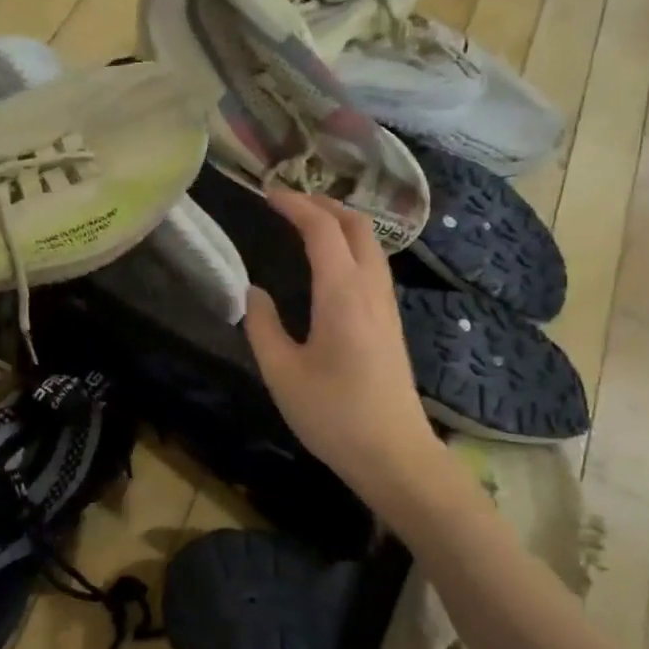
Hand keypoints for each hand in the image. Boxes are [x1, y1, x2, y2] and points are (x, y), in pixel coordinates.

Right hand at [242, 188, 443, 502]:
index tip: (268, 194)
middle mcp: (371, 289)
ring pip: (372, 244)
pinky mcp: (391, 322)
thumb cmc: (333, 415)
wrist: (393, 453)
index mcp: (342, 294)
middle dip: (324, 205)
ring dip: (341, 224)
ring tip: (307, 226)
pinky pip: (374, 265)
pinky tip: (331, 265)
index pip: (323, 230)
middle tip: (288, 204)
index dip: (296, 205)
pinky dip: (352, 246)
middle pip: (357, 225)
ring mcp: (387, 305)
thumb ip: (262, 326)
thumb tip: (254, 291)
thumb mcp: (282, 373)